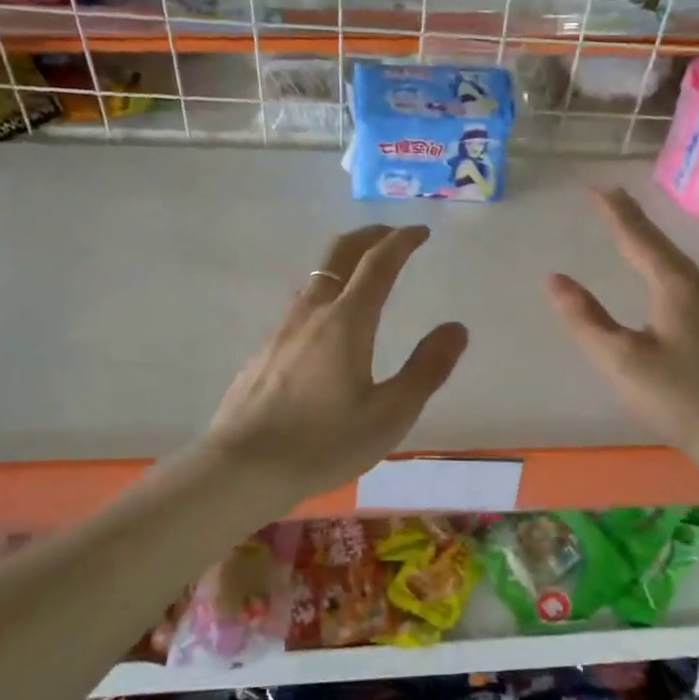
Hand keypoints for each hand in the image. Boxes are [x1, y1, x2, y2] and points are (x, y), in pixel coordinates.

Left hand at [203, 224, 467, 499]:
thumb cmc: (324, 443)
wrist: (242, 468)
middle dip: (369, 236)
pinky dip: (326, 293)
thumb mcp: (390, 414)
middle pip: (340, 253)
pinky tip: (329, 325)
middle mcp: (312, 313)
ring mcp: (283, 330)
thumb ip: (427, 369)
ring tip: (365, 274)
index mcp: (347, 321)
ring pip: (317, 277)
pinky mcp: (265, 351)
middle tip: (392, 234)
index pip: (378, 263)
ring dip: (345, 263)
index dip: (402, 241)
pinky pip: (302, 306)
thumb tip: (456, 328)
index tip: (421, 231)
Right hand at [546, 189, 698, 472]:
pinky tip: (665, 287)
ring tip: (631, 239)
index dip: (614, 211)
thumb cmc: (682, 398)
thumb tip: (554, 279)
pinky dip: (666, 273)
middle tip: (610, 204)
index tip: (595, 186)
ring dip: (652, 248)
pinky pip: (690, 287)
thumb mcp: (622, 361)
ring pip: (679, 267)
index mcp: (678, 286)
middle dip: (633, 224)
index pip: (639, 237)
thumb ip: (586, 319)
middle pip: (662, 246)